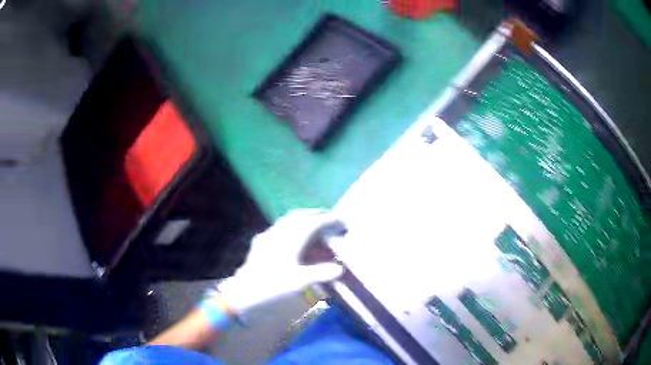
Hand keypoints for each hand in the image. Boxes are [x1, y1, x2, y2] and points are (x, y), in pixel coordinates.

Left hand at [217, 209, 344, 313]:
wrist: (243, 293)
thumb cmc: (272, 287)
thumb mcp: (299, 282)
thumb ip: (321, 273)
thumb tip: (339, 268)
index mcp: (290, 239)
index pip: (313, 223)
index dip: (328, 220)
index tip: (341, 222)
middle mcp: (278, 233)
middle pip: (299, 216)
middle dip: (316, 214)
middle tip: (329, 218)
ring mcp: (268, 237)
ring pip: (287, 220)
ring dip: (303, 218)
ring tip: (313, 224)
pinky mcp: (260, 243)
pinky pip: (279, 228)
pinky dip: (291, 227)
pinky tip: (291, 236)